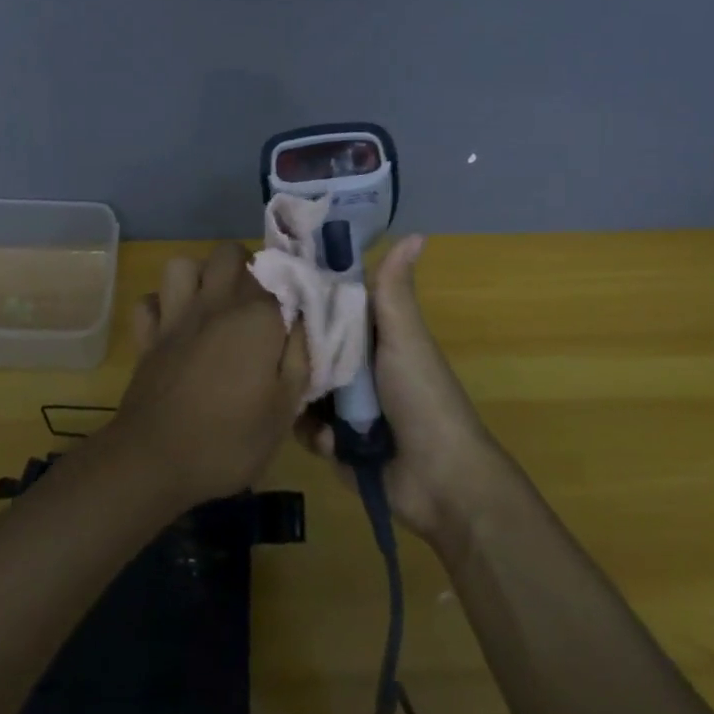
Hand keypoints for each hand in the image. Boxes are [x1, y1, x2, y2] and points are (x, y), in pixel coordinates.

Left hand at [108, 242, 309, 510]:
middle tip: (257, 304)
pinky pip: (150, 302)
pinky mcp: (147, 336)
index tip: (298, 310)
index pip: (283, 276)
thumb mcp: (285, 409)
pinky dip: (161, 307)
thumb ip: (300, 356)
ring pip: (183, 265)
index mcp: (256, 317)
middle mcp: (215, 302)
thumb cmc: (230, 440)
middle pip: (230, 254)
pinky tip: (174, 327)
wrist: (155, 461)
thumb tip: (306, 320)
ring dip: (199, 277)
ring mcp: (175, 315)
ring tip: (214, 305)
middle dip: (246, 268)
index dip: (293, 287)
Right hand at [295, 236, 512, 545]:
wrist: (440, 480)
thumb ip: (395, 291)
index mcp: (372, 337)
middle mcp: (355, 367)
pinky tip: (330, 441)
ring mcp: (343, 407)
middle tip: (272, 348)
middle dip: (295, 352)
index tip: (275, 285)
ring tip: (308, 402)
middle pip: (310, 348)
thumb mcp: (406, 338)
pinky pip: (306, 428)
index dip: (305, 296)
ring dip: (303, 398)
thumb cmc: (423, 398)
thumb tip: (416, 233)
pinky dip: (315, 435)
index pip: (329, 307)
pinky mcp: (334, 443)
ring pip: (302, 387)